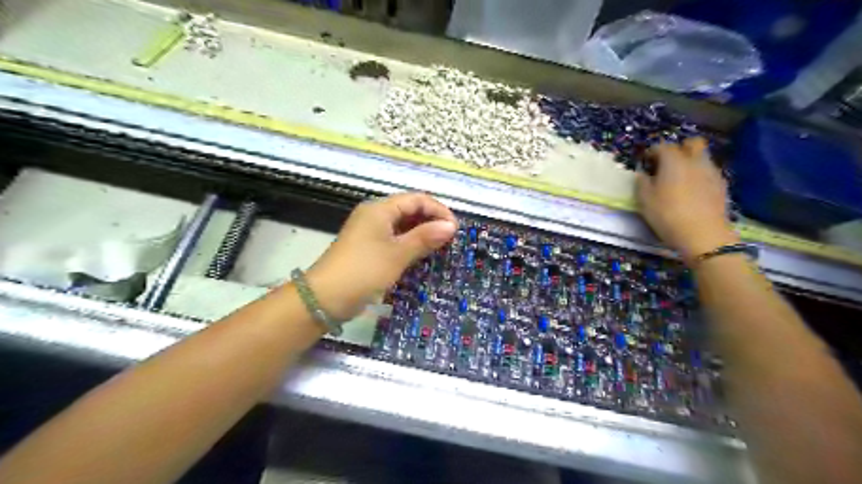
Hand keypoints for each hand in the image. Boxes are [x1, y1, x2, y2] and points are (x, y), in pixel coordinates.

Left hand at [304, 192, 457, 321]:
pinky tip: (422, 254)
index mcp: (380, 209)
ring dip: (422, 233)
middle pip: (409, 209)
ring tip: (440, 247)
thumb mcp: (397, 254)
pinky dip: (410, 243)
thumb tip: (451, 226)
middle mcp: (374, 215)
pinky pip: (395, 238)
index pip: (416, 199)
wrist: (325, 298)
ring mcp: (370, 232)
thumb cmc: (364, 270)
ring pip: (403, 225)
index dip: (438, 210)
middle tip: (450, 239)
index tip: (455, 229)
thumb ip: (425, 237)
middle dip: (431, 221)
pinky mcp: (369, 248)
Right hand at [634, 137, 736, 265]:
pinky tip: (692, 190)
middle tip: (667, 162)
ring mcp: (712, 172)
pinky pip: (709, 172)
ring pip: (702, 157)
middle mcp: (695, 161)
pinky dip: (699, 175)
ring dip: (691, 162)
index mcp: (674, 161)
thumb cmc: (668, 215)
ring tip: (679, 178)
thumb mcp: (645, 200)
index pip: (663, 146)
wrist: (703, 235)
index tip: (645, 161)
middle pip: (692, 143)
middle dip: (679, 148)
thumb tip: (642, 174)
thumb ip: (642, 182)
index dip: (652, 151)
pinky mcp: (721, 186)